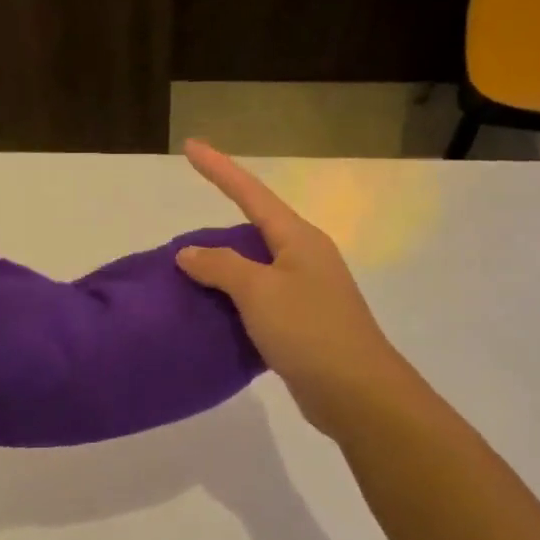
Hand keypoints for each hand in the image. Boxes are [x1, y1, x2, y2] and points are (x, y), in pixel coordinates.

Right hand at [177, 140, 414, 437]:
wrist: (357, 393)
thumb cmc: (309, 330)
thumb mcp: (259, 292)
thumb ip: (221, 266)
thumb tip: (189, 253)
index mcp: (298, 239)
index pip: (251, 194)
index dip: (220, 170)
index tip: (191, 146)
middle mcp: (305, 257)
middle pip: (255, 229)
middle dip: (220, 226)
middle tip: (183, 234)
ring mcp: (306, 291)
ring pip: (256, 267)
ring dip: (225, 268)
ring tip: (189, 271)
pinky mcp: (302, 323)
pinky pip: (259, 300)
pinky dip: (234, 300)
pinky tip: (212, 310)